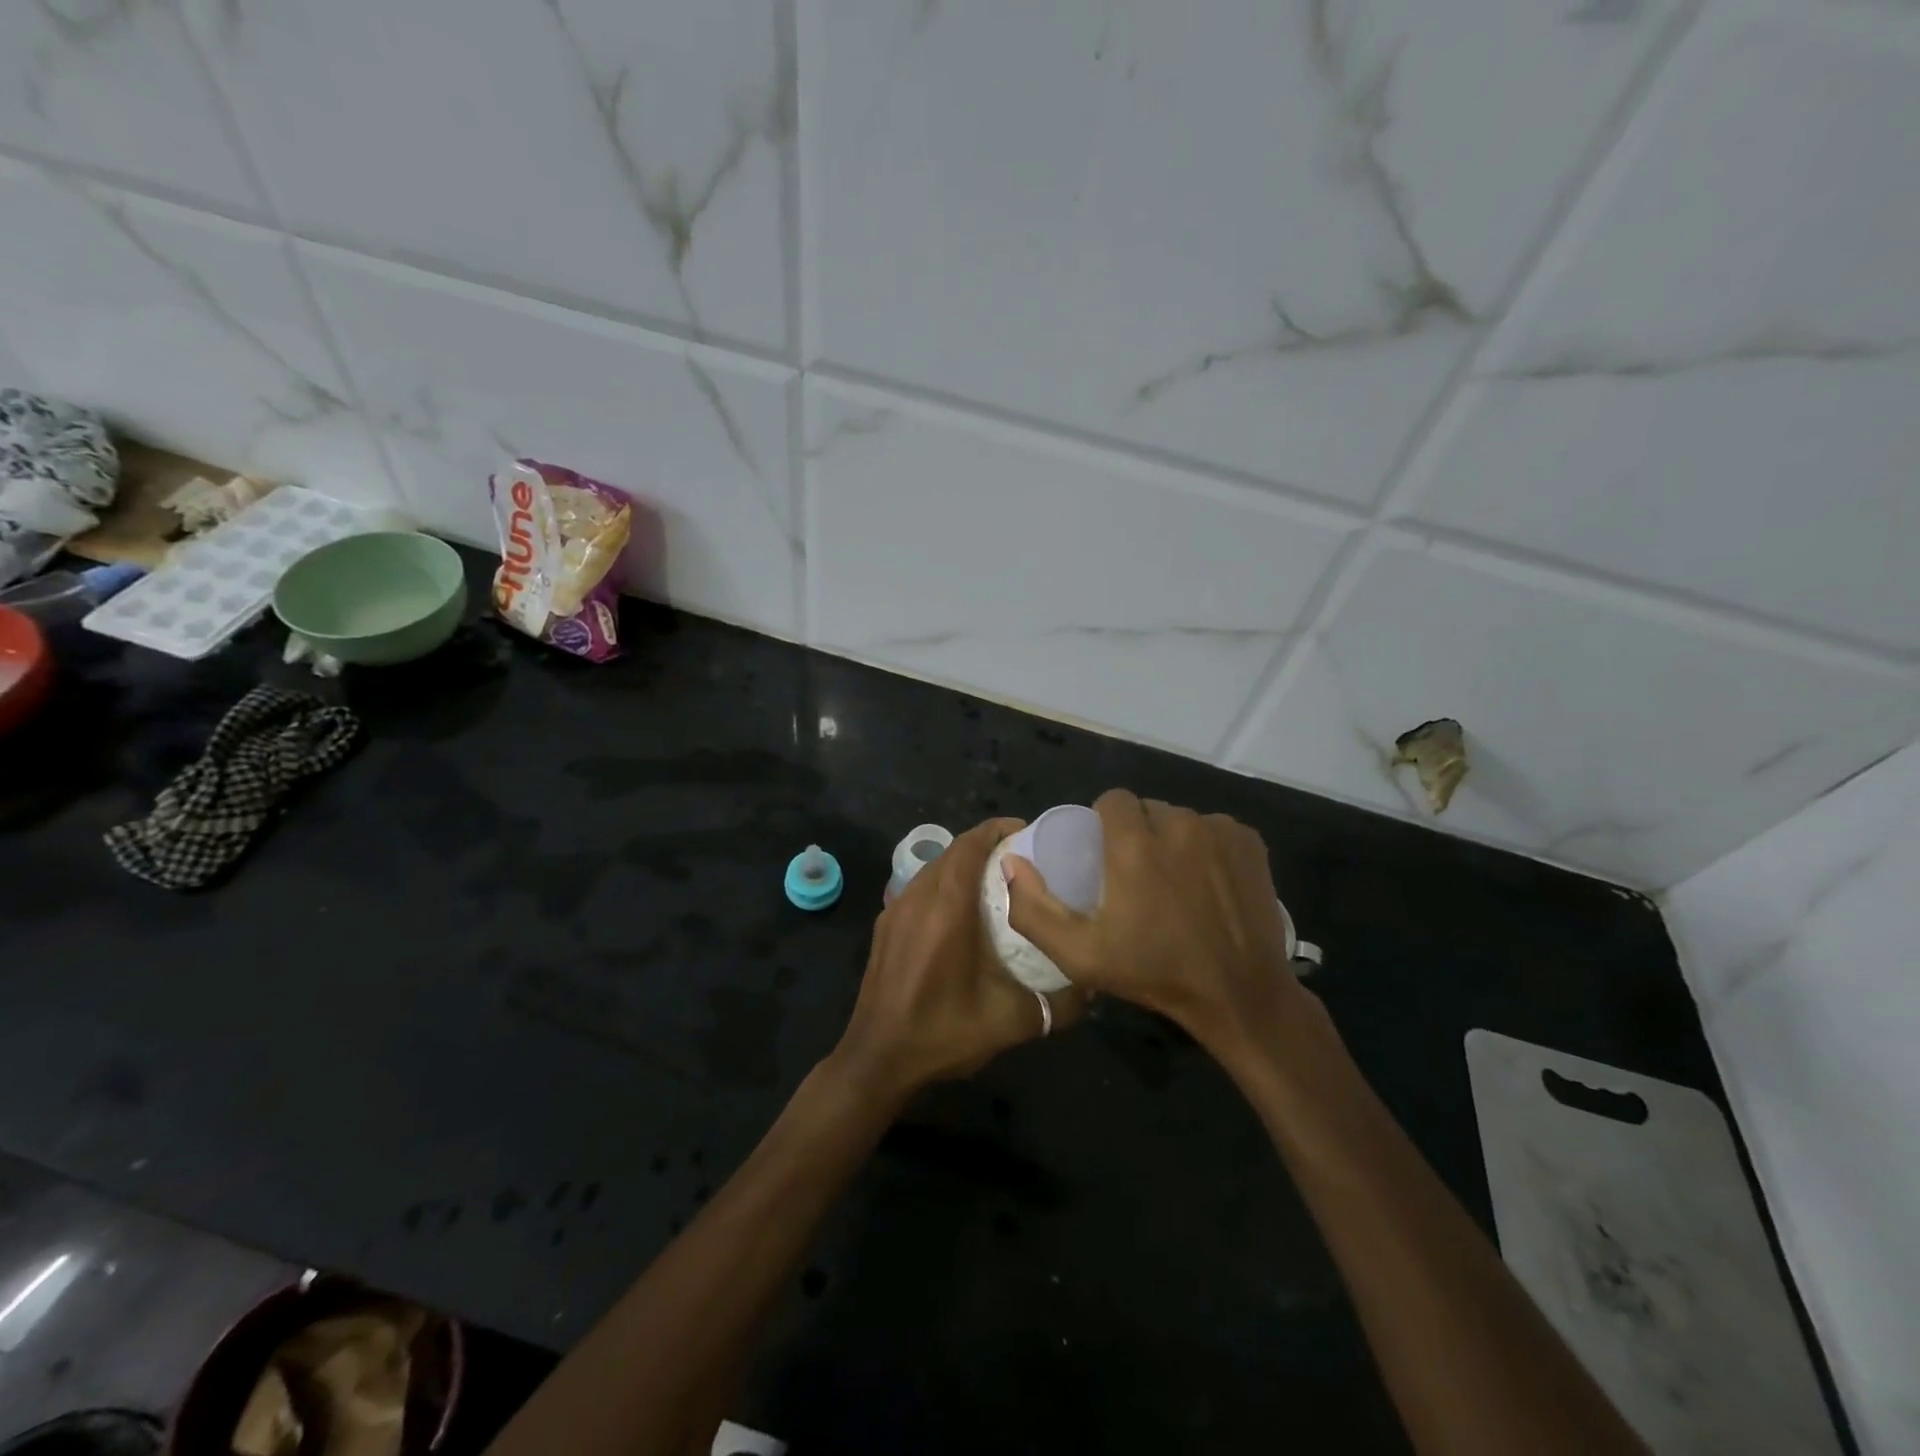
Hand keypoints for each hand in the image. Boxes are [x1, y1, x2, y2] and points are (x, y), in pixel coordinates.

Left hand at [831, 817, 1085, 1103]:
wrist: (877, 1059)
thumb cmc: (943, 1033)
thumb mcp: (1011, 1022)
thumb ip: (1058, 1003)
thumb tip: (1093, 986)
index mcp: (947, 908)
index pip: (970, 845)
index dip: (998, 830)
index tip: (1028, 834)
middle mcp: (918, 896)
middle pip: (953, 850)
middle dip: (986, 845)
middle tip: (1022, 859)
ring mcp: (896, 909)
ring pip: (934, 867)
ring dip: (963, 864)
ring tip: (996, 882)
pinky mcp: (885, 925)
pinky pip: (919, 887)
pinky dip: (943, 883)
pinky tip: (961, 911)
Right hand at [1006, 790, 1327, 1057]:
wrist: (1240, 995)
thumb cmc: (1154, 973)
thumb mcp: (1078, 955)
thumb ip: (1033, 908)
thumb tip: (1011, 861)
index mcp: (1135, 844)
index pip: (1112, 800)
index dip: (1104, 822)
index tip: (1106, 855)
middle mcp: (1179, 825)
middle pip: (1147, 809)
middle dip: (1138, 833)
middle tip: (1139, 875)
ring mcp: (1219, 832)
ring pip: (1181, 819)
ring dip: (1172, 840)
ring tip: (1175, 881)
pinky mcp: (1250, 842)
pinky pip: (1216, 830)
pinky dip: (1208, 847)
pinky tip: (1209, 882)